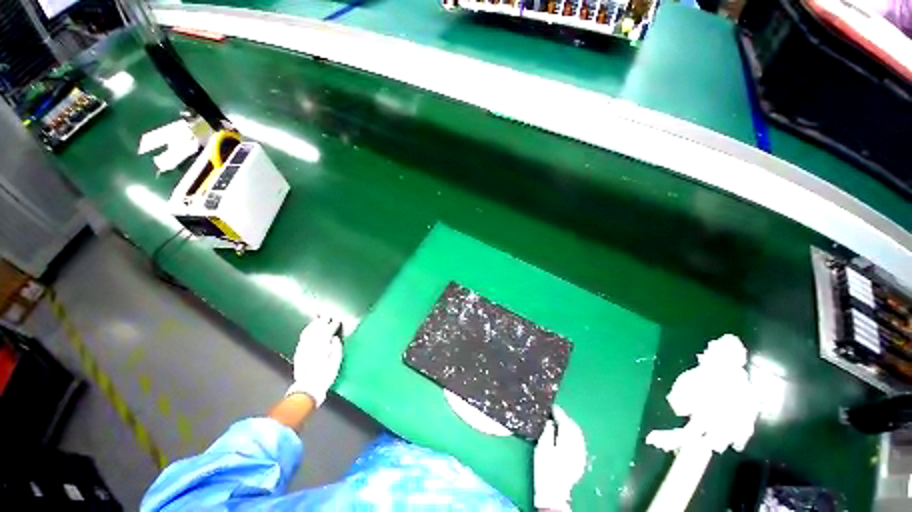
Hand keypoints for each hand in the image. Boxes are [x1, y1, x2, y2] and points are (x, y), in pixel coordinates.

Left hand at [286, 316, 342, 406]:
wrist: (308, 388)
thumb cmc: (325, 375)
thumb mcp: (336, 362)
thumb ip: (336, 348)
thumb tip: (335, 338)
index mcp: (323, 346)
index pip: (328, 331)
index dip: (333, 325)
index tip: (337, 320)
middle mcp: (312, 345)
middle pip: (317, 329)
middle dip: (322, 321)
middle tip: (327, 315)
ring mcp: (304, 348)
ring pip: (309, 332)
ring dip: (314, 324)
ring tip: (319, 318)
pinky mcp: (299, 352)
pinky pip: (303, 338)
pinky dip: (307, 330)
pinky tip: (309, 328)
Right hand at [534, 406, 586, 511]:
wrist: (554, 492)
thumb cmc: (545, 469)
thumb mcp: (541, 448)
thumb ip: (547, 432)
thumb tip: (551, 421)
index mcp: (566, 442)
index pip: (565, 422)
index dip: (559, 413)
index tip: (552, 407)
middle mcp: (577, 447)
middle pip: (574, 427)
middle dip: (566, 418)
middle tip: (556, 413)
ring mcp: (581, 454)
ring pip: (578, 434)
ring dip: (570, 425)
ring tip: (561, 421)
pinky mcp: (581, 460)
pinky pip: (579, 441)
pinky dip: (573, 434)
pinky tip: (567, 435)